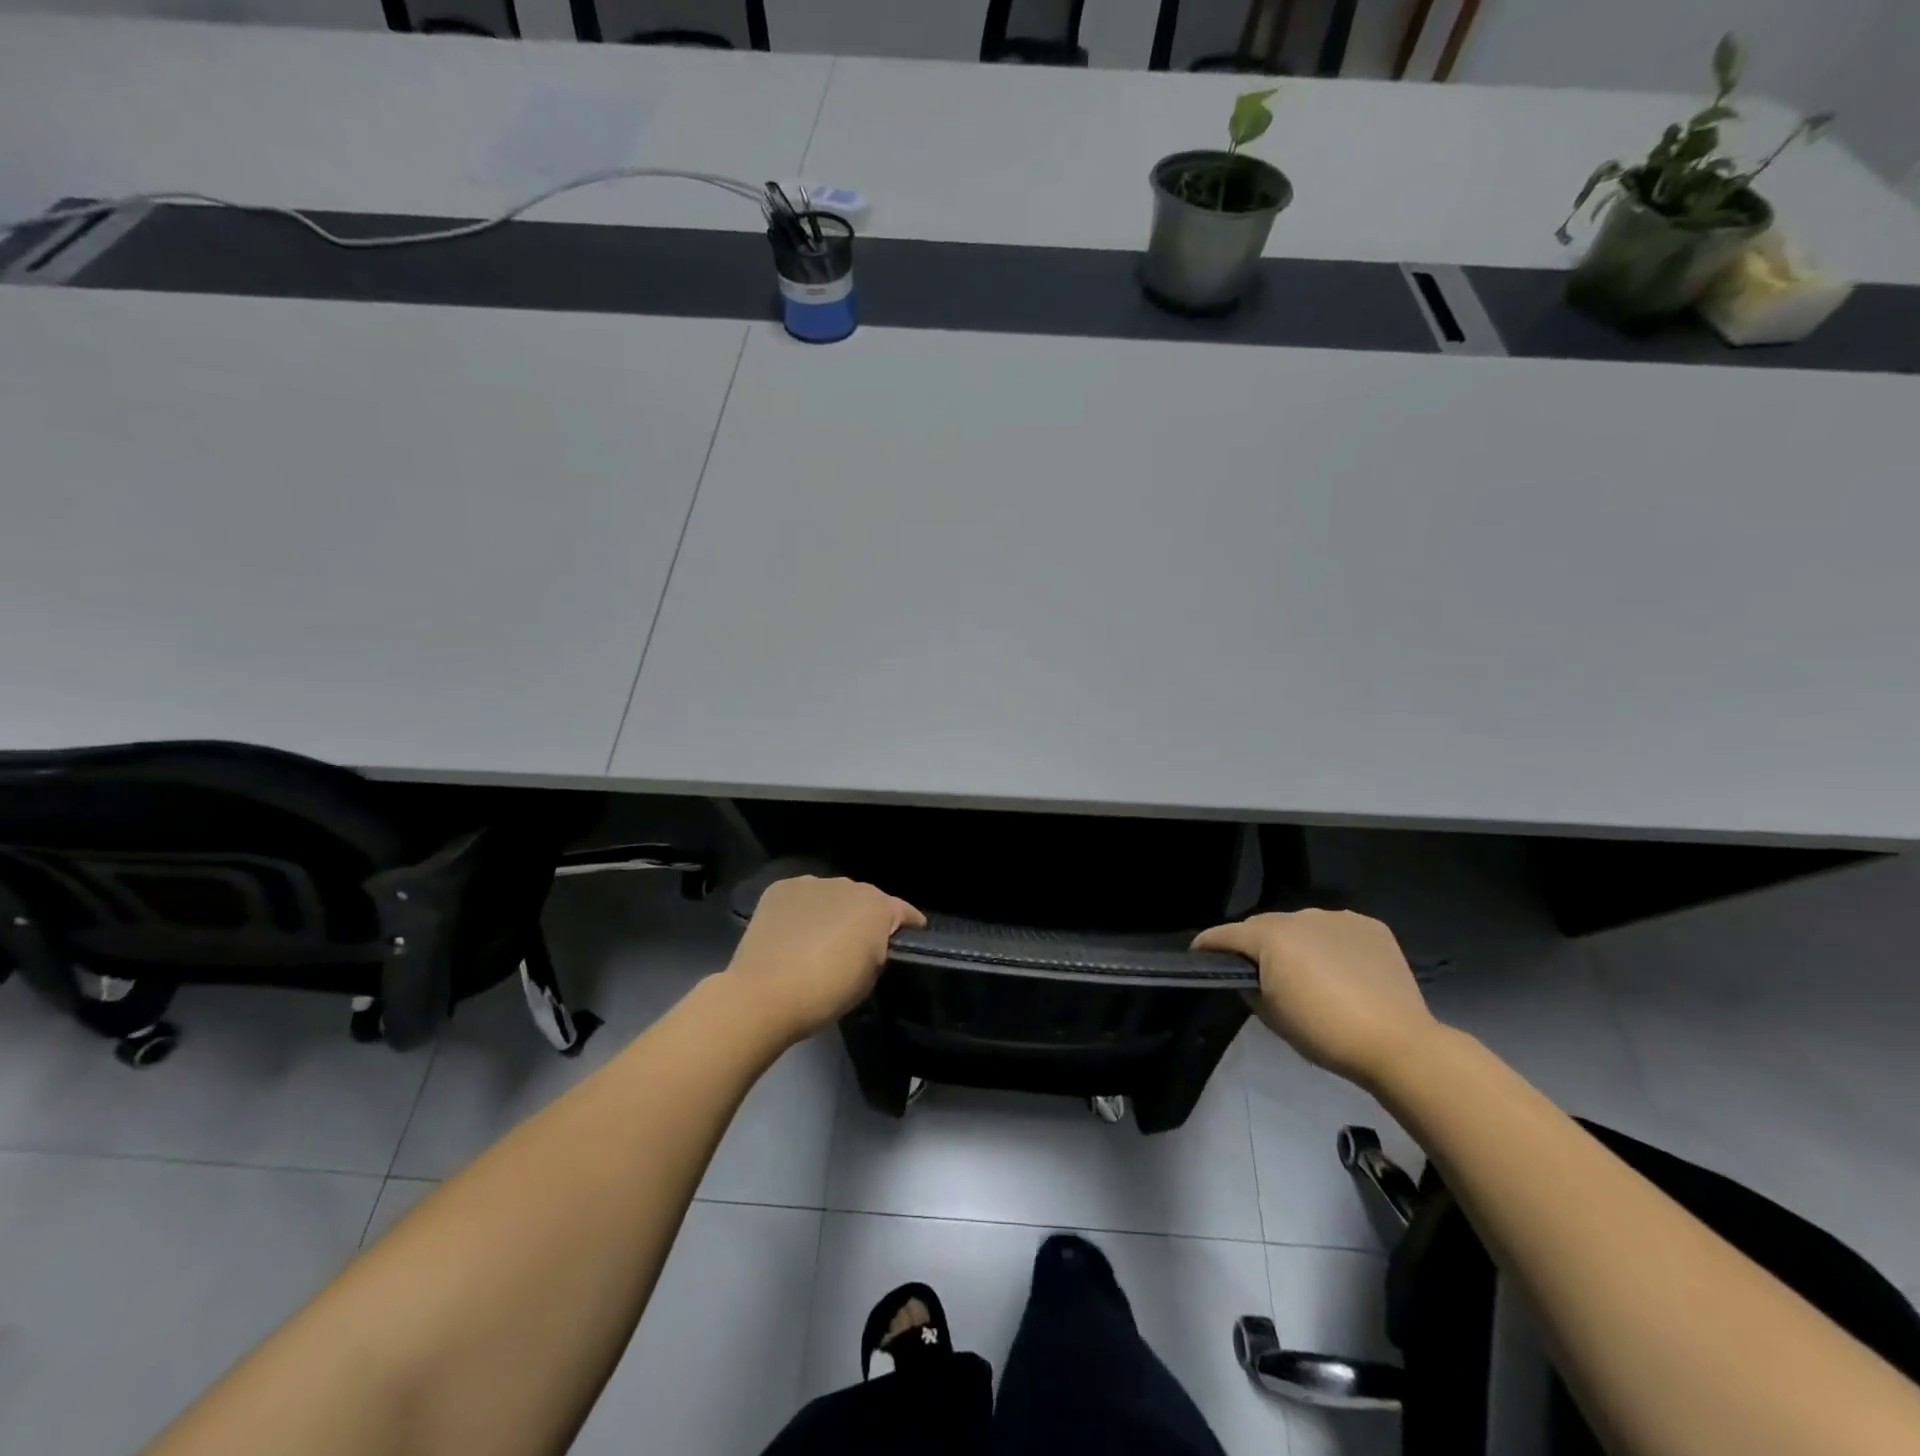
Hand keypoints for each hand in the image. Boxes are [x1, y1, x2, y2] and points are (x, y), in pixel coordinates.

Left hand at [724, 875, 924, 1043]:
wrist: (765, 993)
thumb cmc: (827, 993)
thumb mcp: (869, 978)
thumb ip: (877, 950)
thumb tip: (868, 942)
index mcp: (877, 907)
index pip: (904, 911)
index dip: (909, 925)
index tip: (911, 937)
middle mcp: (849, 885)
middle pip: (865, 899)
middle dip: (865, 917)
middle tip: (856, 945)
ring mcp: (812, 883)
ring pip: (832, 895)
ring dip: (833, 911)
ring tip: (821, 937)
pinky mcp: (781, 888)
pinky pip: (803, 896)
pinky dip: (803, 910)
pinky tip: (793, 932)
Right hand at [1192, 909, 1436, 1084]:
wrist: (1397, 1044)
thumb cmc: (1323, 1033)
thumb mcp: (1270, 1015)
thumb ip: (1249, 986)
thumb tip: (1250, 976)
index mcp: (1269, 936)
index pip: (1225, 934)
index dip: (1208, 945)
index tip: (1199, 954)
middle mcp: (1300, 916)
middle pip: (1264, 926)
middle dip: (1255, 944)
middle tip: (1259, 973)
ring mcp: (1338, 918)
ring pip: (1302, 926)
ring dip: (1296, 942)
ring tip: (1306, 971)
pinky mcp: (1370, 927)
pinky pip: (1336, 930)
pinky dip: (1331, 944)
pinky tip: (1342, 969)